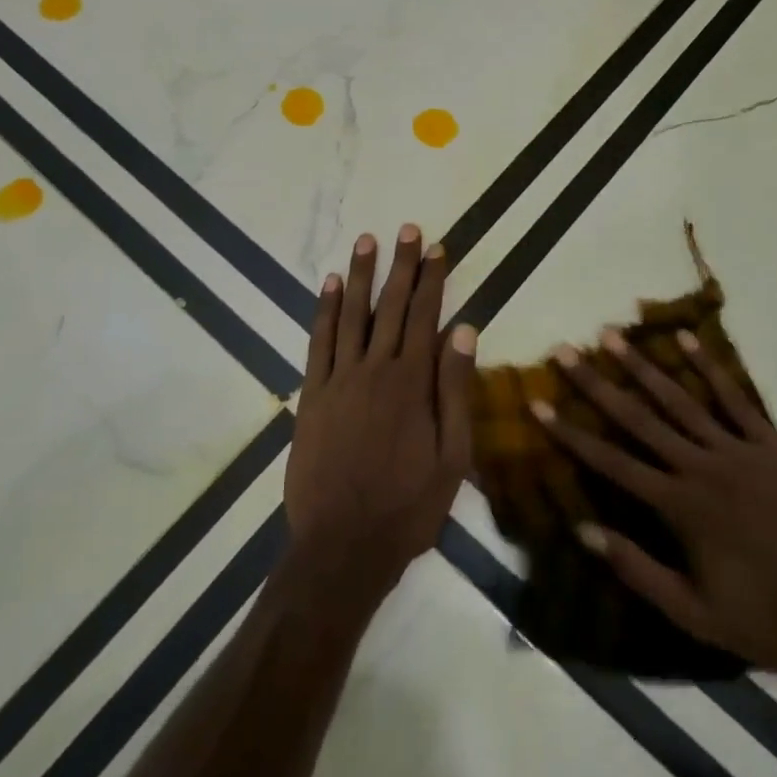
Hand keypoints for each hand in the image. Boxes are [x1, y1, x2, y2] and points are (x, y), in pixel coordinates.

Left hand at [284, 225, 477, 602]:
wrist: (341, 547)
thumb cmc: (407, 506)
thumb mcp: (452, 455)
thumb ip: (456, 389)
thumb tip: (465, 329)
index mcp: (412, 382)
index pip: (425, 316)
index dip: (432, 279)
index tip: (436, 247)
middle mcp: (374, 369)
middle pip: (390, 306)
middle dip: (400, 265)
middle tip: (405, 229)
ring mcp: (338, 380)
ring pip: (350, 314)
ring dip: (359, 276)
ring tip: (365, 241)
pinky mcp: (311, 396)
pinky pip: (317, 342)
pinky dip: (322, 311)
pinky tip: (326, 286)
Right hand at [532, 329, 776, 673]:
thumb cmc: (769, 619)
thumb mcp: (695, 615)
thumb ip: (638, 570)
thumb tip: (583, 529)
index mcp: (680, 506)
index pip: (612, 462)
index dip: (571, 433)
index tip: (538, 404)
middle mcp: (701, 465)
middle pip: (639, 417)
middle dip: (597, 383)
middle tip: (565, 351)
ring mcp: (738, 449)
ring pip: (680, 398)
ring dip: (643, 365)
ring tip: (612, 335)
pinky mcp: (771, 443)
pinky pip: (734, 398)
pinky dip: (709, 367)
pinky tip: (687, 340)